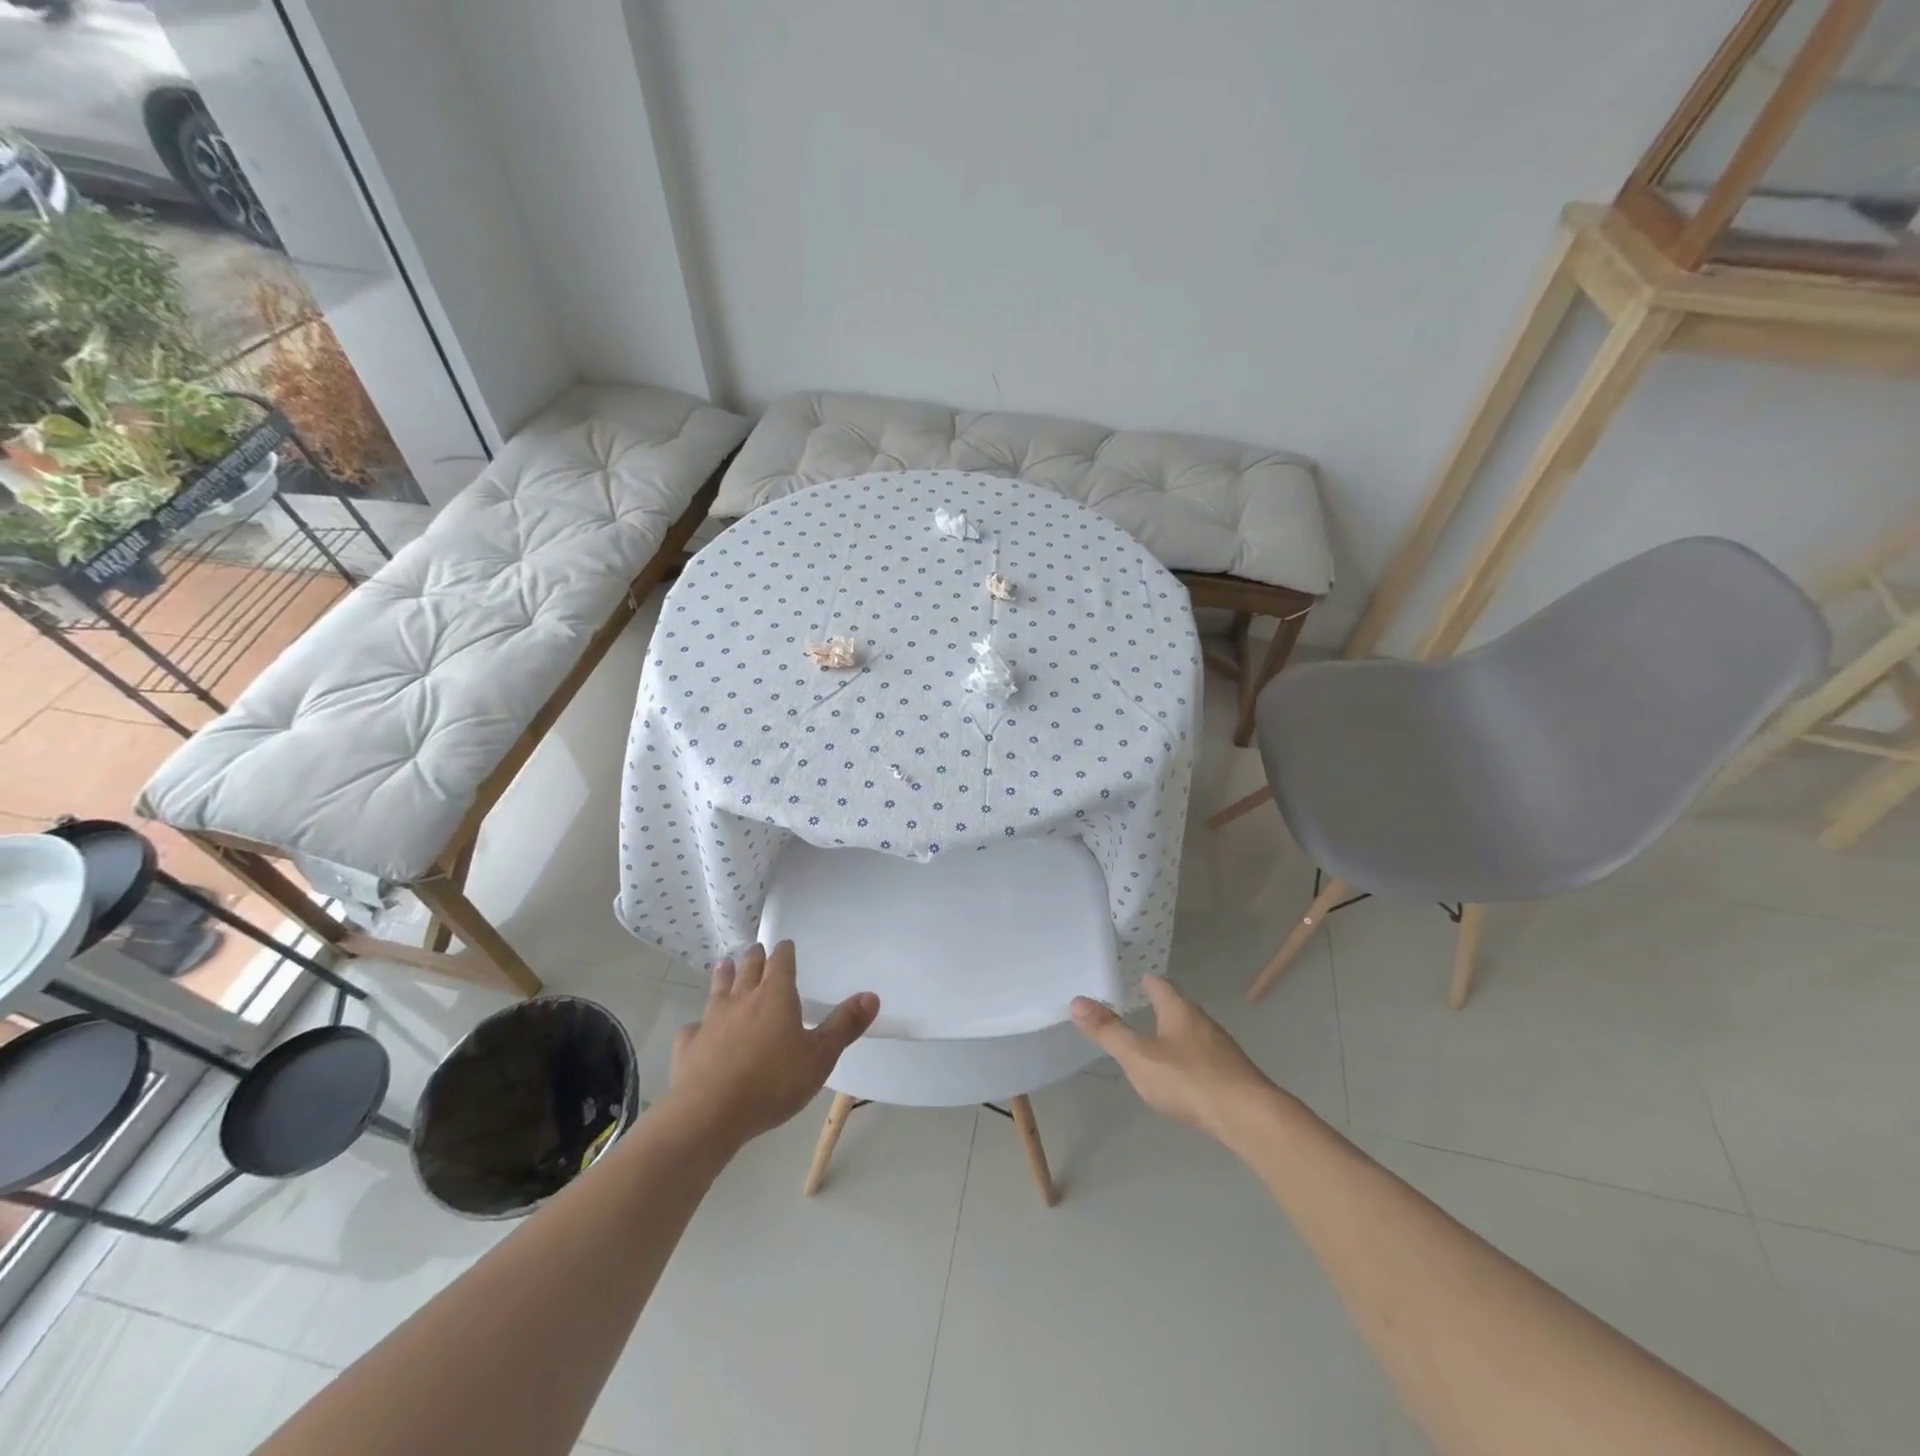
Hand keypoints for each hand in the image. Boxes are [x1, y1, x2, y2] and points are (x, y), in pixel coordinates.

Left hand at [667, 941, 878, 1150]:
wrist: (709, 1114)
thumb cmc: (773, 1082)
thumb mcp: (820, 1056)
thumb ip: (845, 1025)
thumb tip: (871, 995)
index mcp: (775, 996)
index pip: (781, 963)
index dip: (784, 952)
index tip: (785, 944)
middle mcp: (742, 1000)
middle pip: (749, 970)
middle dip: (754, 958)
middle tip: (755, 949)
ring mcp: (711, 1021)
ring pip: (719, 990)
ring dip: (724, 977)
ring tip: (725, 965)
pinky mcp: (688, 1046)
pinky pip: (693, 1028)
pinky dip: (697, 1025)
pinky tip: (696, 1029)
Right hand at [1071, 975, 1278, 1146]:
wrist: (1249, 1118)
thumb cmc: (1189, 1080)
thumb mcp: (1139, 1057)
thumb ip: (1108, 1032)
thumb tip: (1077, 1001)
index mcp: (1179, 1010)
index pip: (1160, 985)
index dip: (1145, 981)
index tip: (1133, 979)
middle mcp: (1202, 1021)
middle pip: (1178, 1007)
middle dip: (1160, 1007)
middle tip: (1137, 1008)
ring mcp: (1220, 1048)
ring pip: (1192, 1033)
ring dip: (1174, 1034)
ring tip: (1155, 1043)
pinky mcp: (1232, 1073)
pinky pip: (1204, 1057)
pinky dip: (1189, 1059)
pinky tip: (1182, 1076)